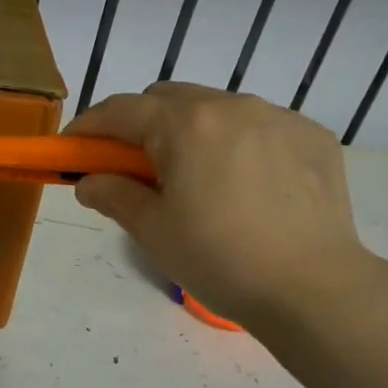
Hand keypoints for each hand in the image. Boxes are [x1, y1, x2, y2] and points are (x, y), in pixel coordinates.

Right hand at [67, 83, 387, 334]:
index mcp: (186, 125)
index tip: (72, 148)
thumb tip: (89, 182)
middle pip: (167, 98)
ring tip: (195, 178)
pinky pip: (259, 125)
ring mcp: (277, 116)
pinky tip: (244, 184)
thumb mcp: (153, 231)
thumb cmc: (220, 260)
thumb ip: (114, 195)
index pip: (121, 110)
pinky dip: (237, 142)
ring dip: (191, 130)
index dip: (89, 126)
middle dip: (140, 124)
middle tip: (133, 166)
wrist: (314, 289)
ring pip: (215, 108)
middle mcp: (231, 105)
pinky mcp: (312, 136)